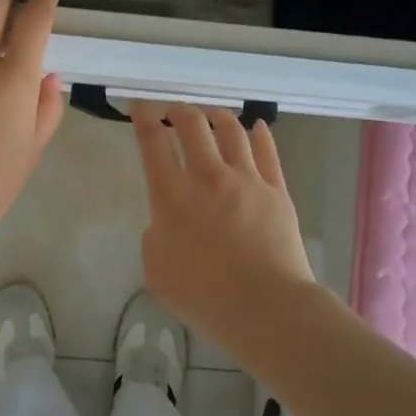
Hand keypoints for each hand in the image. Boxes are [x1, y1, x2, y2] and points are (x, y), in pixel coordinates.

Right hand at [130, 101, 319, 354]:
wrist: (265, 308)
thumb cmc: (204, 296)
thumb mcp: (156, 270)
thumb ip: (156, 236)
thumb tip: (168, 221)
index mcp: (172, 195)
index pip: (152, 141)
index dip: (143, 116)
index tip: (140, 108)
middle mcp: (208, 176)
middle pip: (192, 124)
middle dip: (178, 110)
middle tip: (173, 112)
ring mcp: (246, 179)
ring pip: (231, 130)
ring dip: (216, 116)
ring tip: (211, 114)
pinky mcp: (276, 189)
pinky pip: (268, 152)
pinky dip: (260, 134)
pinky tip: (257, 127)